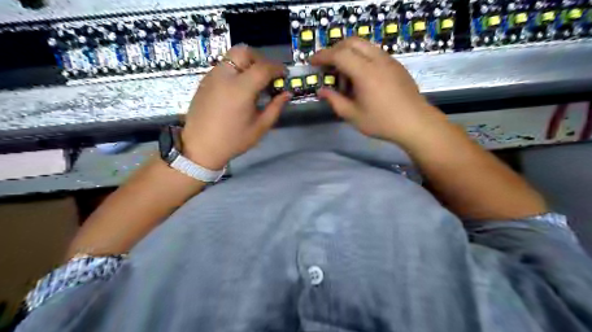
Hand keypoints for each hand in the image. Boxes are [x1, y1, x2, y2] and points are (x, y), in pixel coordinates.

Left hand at [182, 45, 290, 169]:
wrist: (200, 147)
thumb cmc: (233, 140)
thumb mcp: (260, 127)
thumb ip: (275, 108)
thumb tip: (286, 94)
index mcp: (241, 89)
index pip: (263, 67)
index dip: (277, 68)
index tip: (284, 75)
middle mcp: (225, 76)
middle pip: (244, 52)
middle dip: (260, 59)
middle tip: (267, 75)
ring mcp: (212, 76)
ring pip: (232, 56)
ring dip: (247, 63)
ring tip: (254, 81)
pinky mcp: (205, 81)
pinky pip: (223, 66)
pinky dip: (235, 69)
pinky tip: (238, 87)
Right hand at [312, 37, 446, 143]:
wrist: (415, 123)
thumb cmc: (382, 122)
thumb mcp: (353, 115)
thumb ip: (334, 101)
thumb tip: (321, 91)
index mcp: (365, 72)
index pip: (339, 54)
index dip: (322, 56)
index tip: (312, 62)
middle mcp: (377, 59)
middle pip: (351, 42)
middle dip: (334, 50)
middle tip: (327, 66)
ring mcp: (389, 60)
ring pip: (364, 44)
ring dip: (349, 53)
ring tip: (344, 75)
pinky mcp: (396, 64)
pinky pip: (374, 52)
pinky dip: (361, 57)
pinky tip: (360, 77)